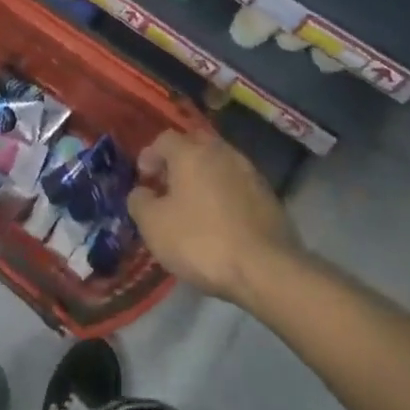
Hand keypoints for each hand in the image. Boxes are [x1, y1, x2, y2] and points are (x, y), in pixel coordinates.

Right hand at [127, 131, 298, 303]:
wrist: (267, 270)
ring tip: (195, 205)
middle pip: (195, 146)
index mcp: (191, 152)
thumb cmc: (202, 241)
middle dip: (179, 162)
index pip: (164, 139)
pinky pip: (238, 185)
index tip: (144, 179)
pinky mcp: (270, 196)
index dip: (149, 156)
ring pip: (219, 164)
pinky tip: (221, 220)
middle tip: (169, 186)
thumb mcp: (154, 226)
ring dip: (204, 177)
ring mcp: (250, 172)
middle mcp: (222, 152)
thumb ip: (139, 202)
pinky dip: (225, 194)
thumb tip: (142, 193)